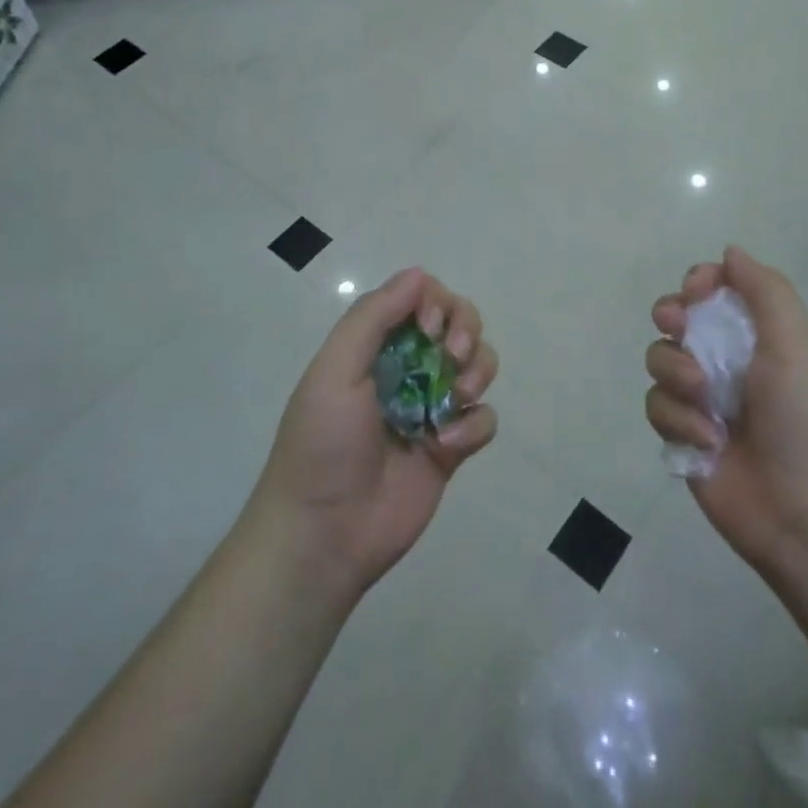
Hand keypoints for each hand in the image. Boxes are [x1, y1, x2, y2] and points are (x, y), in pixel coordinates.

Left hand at [252, 268, 499, 604]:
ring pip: (479, 364)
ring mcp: (432, 407)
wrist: (324, 534)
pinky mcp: (452, 447)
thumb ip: (373, 317)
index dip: (436, 304)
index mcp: (376, 346)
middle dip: (466, 329)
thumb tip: (418, 274)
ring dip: (477, 371)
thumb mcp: (335, 370)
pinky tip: (446, 445)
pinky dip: (474, 425)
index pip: (421, 299)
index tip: (430, 328)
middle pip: (459, 323)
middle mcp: (408, 368)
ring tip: (455, 399)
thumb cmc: (323, 444)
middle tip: (452, 355)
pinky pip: (484, 419)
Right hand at [644, 246, 807, 574]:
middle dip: (673, 316)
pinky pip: (657, 405)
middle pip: (678, 317)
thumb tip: (730, 251)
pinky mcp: (682, 434)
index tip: (698, 291)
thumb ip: (767, 293)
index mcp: (762, 337)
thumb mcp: (798, 348)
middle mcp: (729, 361)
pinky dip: (678, 419)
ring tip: (704, 401)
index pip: (718, 288)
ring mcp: (703, 399)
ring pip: (659, 358)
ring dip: (676, 372)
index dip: (701, 281)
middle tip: (679, 327)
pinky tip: (707, 441)